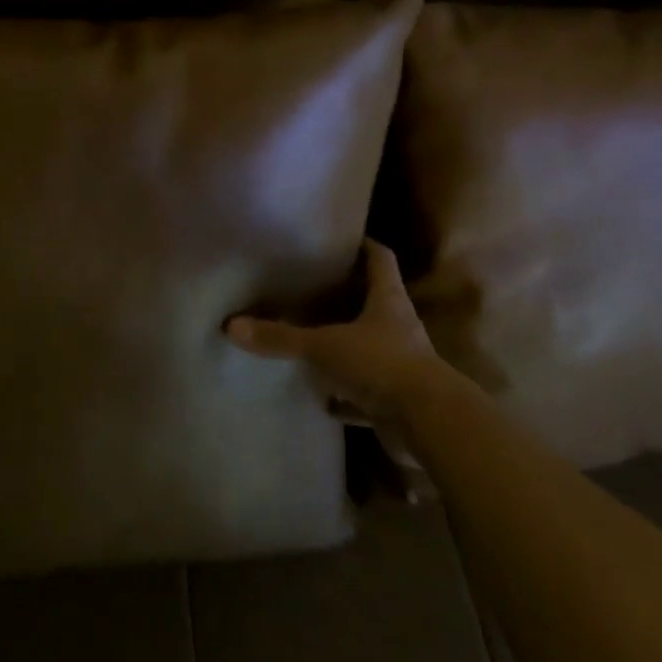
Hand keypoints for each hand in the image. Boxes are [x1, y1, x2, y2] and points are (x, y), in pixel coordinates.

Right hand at [225, 240, 450, 431]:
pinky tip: (326, 400)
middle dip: (350, 296)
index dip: (364, 245)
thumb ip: (281, 337)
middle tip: (316, 288)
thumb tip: (231, 325)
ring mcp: (401, 364)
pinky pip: (369, 392)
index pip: (380, 259)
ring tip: (316, 338)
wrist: (429, 422)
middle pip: (376, 301)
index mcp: (388, 300)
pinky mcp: (399, 399)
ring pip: (372, 347)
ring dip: (349, 345)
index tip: (343, 238)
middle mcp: (399, 326)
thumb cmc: (381, 364)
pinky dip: (349, 396)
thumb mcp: (324, 347)